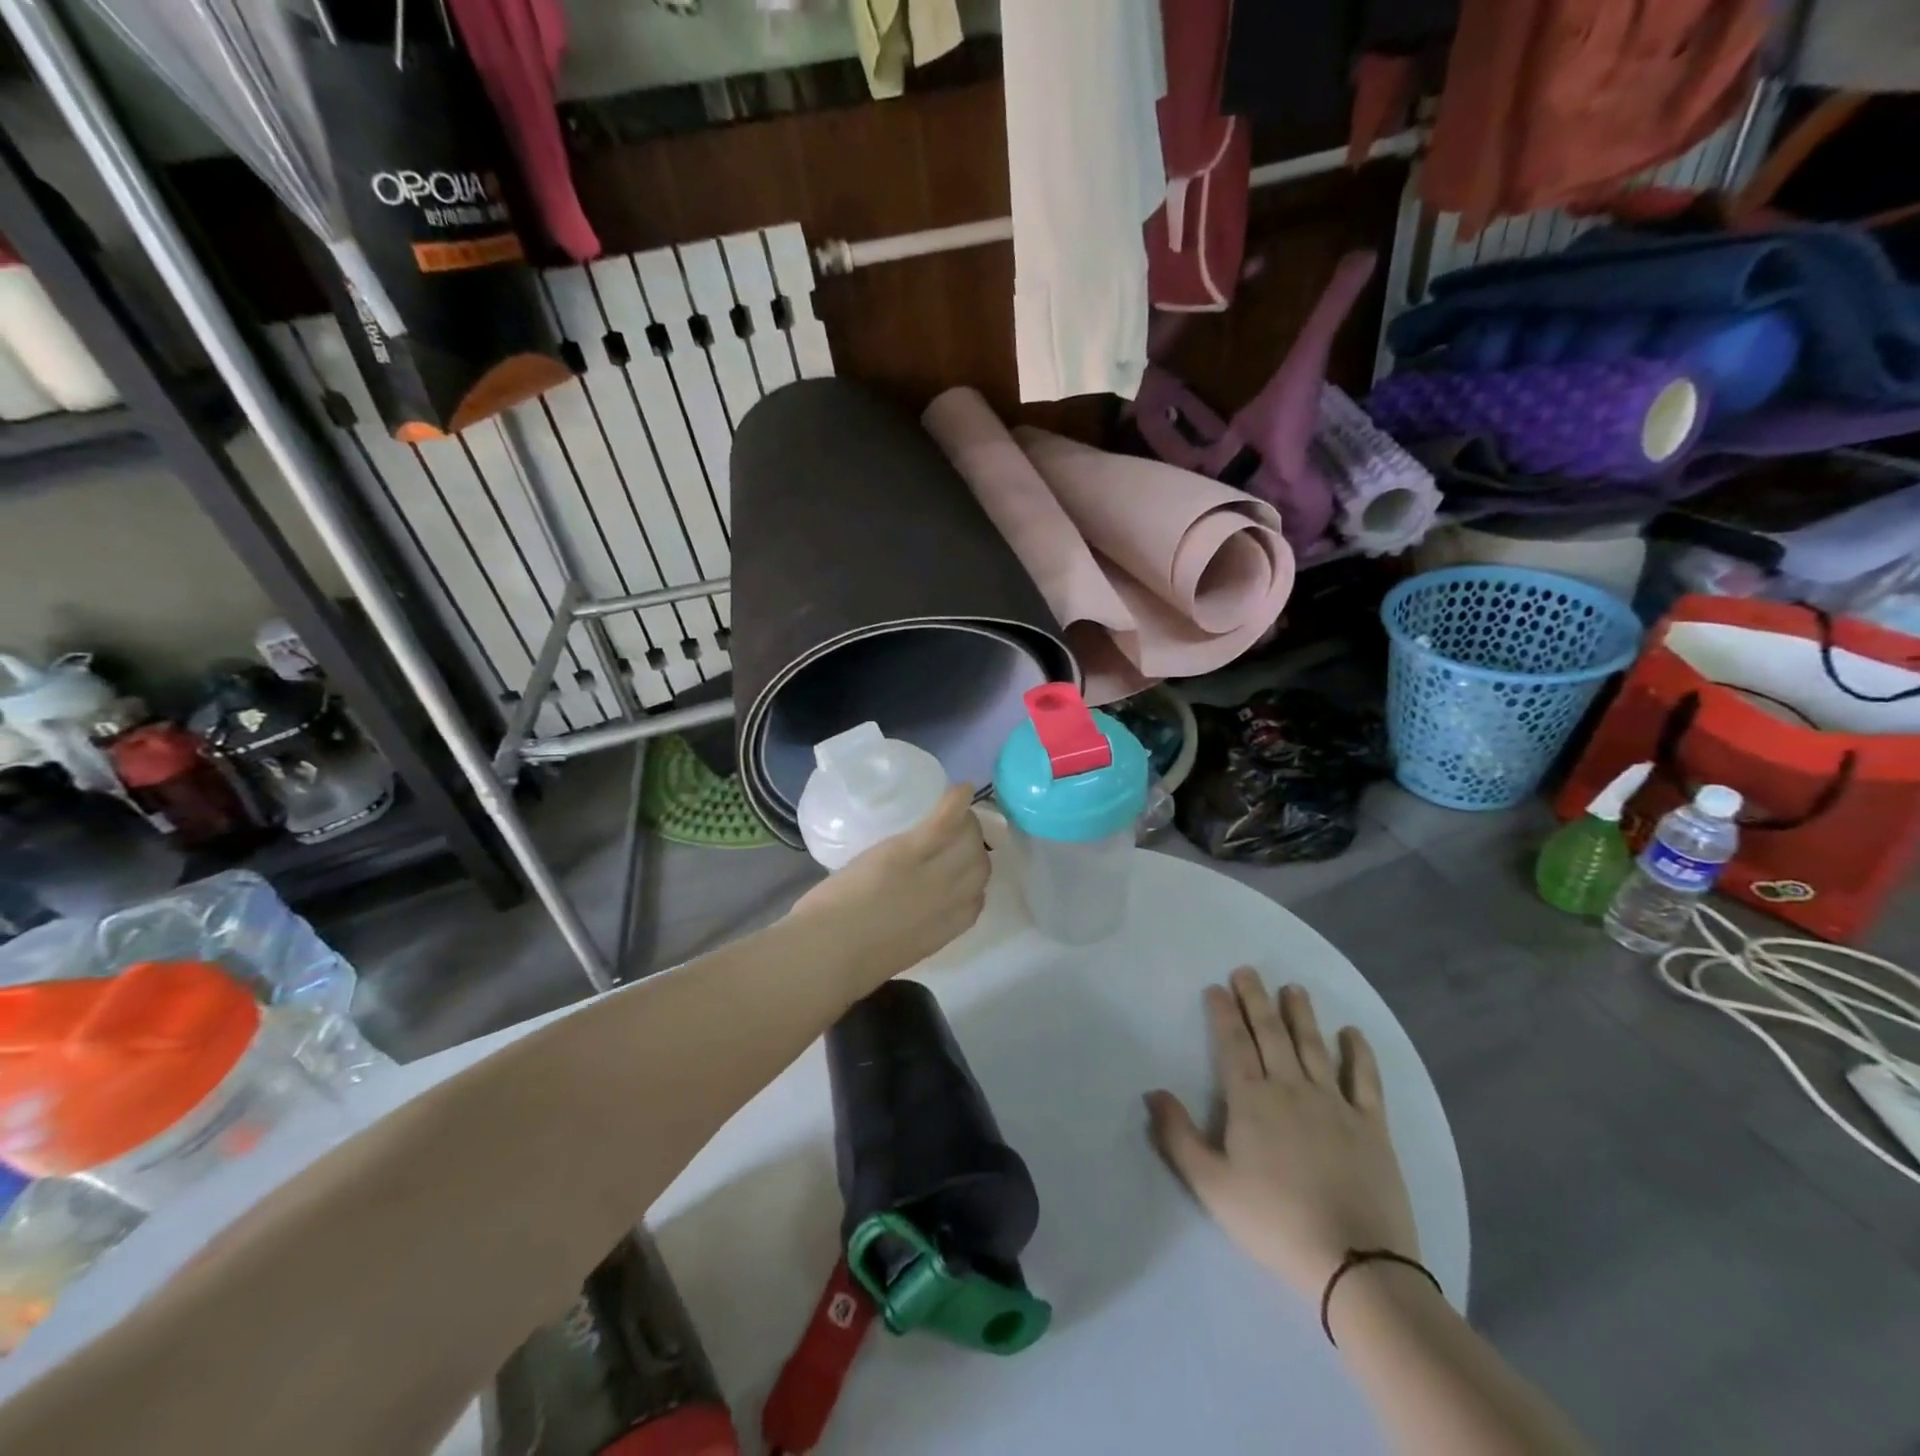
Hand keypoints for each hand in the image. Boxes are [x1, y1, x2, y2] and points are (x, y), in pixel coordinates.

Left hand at [787, 785, 989, 996]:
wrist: (828, 952)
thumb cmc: (849, 961)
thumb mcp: (897, 949)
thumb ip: (914, 928)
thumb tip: (910, 912)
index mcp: (947, 930)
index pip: (977, 897)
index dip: (970, 878)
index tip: (957, 867)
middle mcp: (950, 900)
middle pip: (980, 863)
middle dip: (973, 846)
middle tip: (955, 833)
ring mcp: (933, 873)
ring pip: (968, 839)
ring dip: (965, 822)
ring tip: (952, 812)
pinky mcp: (909, 852)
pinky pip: (945, 822)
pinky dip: (955, 802)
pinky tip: (960, 789)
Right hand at [1146, 969, 1418, 1298]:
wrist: (1355, 1264)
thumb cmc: (1274, 1222)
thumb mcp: (1211, 1185)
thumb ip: (1178, 1136)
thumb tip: (1153, 1091)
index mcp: (1251, 1100)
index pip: (1233, 1044)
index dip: (1223, 1012)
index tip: (1216, 987)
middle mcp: (1291, 1088)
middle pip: (1270, 1033)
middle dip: (1256, 998)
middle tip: (1247, 970)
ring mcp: (1335, 1103)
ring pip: (1314, 1046)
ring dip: (1302, 1014)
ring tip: (1293, 988)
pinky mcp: (1371, 1126)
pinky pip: (1365, 1080)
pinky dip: (1359, 1054)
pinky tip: (1353, 1033)